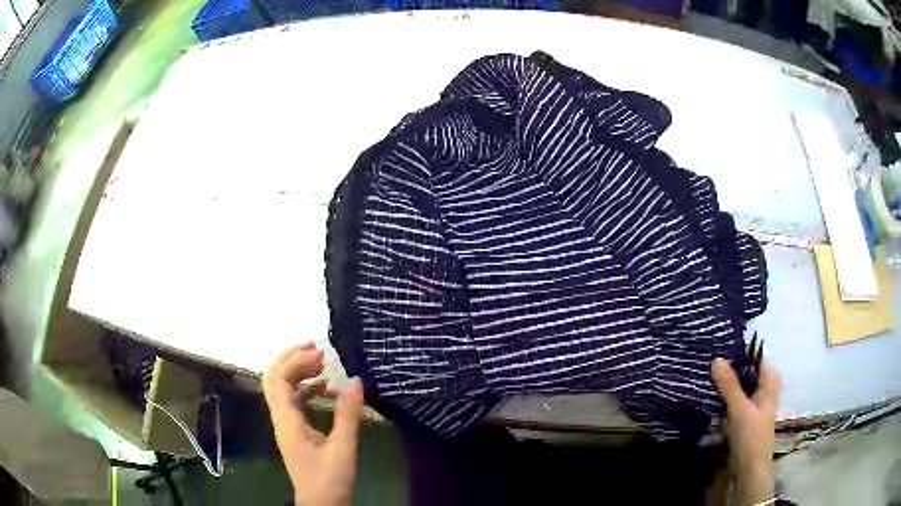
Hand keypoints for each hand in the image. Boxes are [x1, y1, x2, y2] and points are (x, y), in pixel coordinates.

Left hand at [263, 343, 363, 505]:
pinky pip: (294, 402)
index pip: (279, 380)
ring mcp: (287, 426)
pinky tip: (324, 388)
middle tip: (315, 348)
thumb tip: (355, 380)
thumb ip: (348, 414)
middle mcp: (281, 419)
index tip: (321, 354)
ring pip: (282, 390)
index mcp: (287, 421)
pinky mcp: (295, 432)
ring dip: (297, 372)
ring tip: (321, 363)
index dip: (296, 361)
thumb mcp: (343, 447)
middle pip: (273, 379)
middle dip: (290, 359)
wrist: (321, 505)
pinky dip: (305, 389)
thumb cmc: (329, 479)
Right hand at [711, 357, 780, 505]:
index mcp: (769, 380)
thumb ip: (729, 384)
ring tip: (706, 377)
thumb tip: (716, 358)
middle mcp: (765, 387)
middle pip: (747, 371)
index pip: (755, 357)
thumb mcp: (739, 409)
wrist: (750, 470)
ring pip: (740, 386)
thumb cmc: (751, 437)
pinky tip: (711, 396)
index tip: (717, 349)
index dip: (738, 352)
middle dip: (729, 368)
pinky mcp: (746, 415)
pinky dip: (726, 397)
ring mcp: (755, 402)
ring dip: (726, 384)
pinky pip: (736, 399)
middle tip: (707, 363)